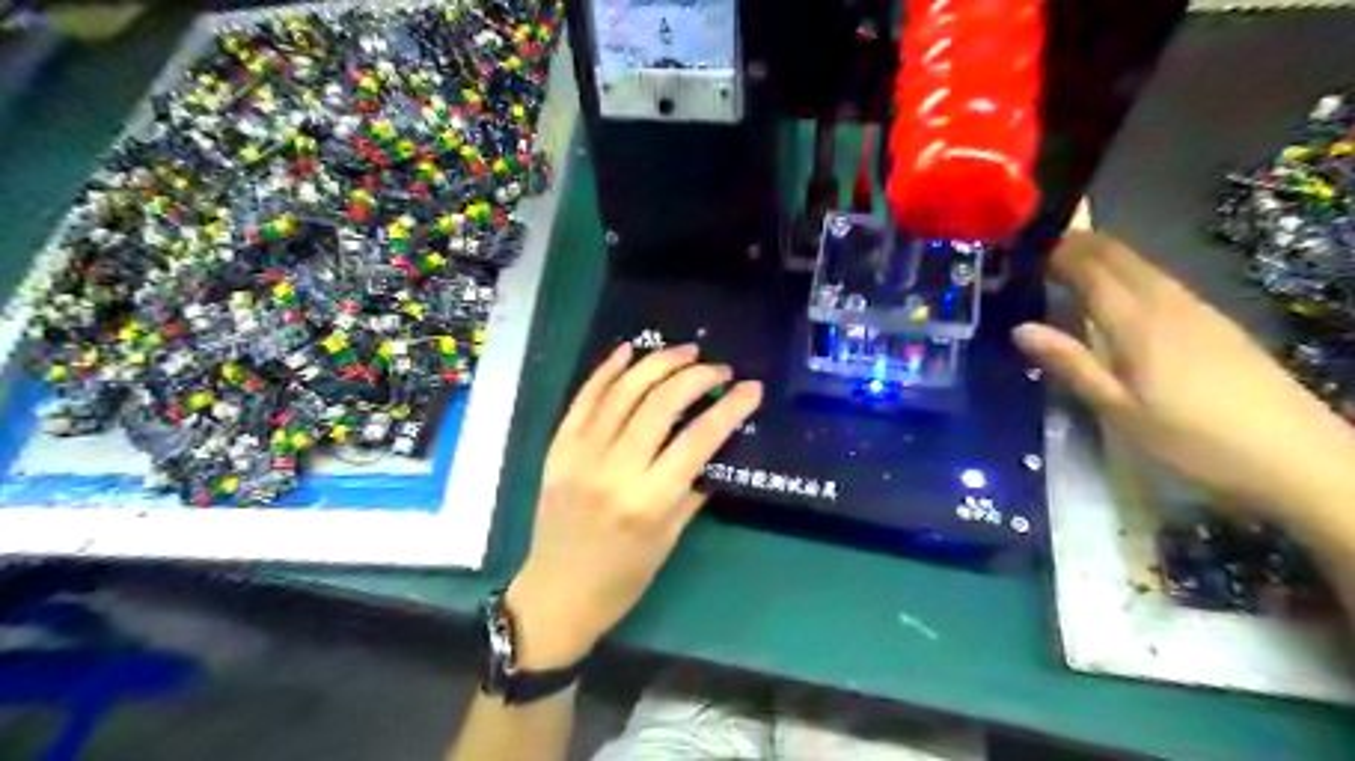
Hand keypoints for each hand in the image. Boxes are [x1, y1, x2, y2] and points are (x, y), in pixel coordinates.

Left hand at [507, 343, 760, 666]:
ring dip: (657, 364)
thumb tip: (716, 444)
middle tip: (719, 369)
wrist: (555, 594)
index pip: (697, 440)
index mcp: (648, 501)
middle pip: (660, 404)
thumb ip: (693, 487)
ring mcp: (580, 455)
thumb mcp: (670, 539)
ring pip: (622, 392)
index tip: (751, 389)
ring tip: (685, 352)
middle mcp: (613, 470)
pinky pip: (583, 399)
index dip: (730, 409)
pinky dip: (606, 370)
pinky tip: (629, 350)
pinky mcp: (558, 448)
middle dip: (696, 376)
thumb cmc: (622, 578)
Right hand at [1009, 233, 1353, 522]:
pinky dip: (1127, 272)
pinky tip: (1118, 293)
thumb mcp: (1118, 409)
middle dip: (1077, 244)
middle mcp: (1166, 302)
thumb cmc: (1191, 439)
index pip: (1090, 268)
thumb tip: (1020, 328)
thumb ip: (1071, 364)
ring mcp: (1195, 308)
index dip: (1056, 252)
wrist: (1295, 456)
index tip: (1021, 252)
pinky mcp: (1213, 321)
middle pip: (1118, 256)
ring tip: (1066, 264)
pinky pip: (1159, 280)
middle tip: (1036, 251)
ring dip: (1102, 255)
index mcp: (1137, 321)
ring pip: (1141, 264)